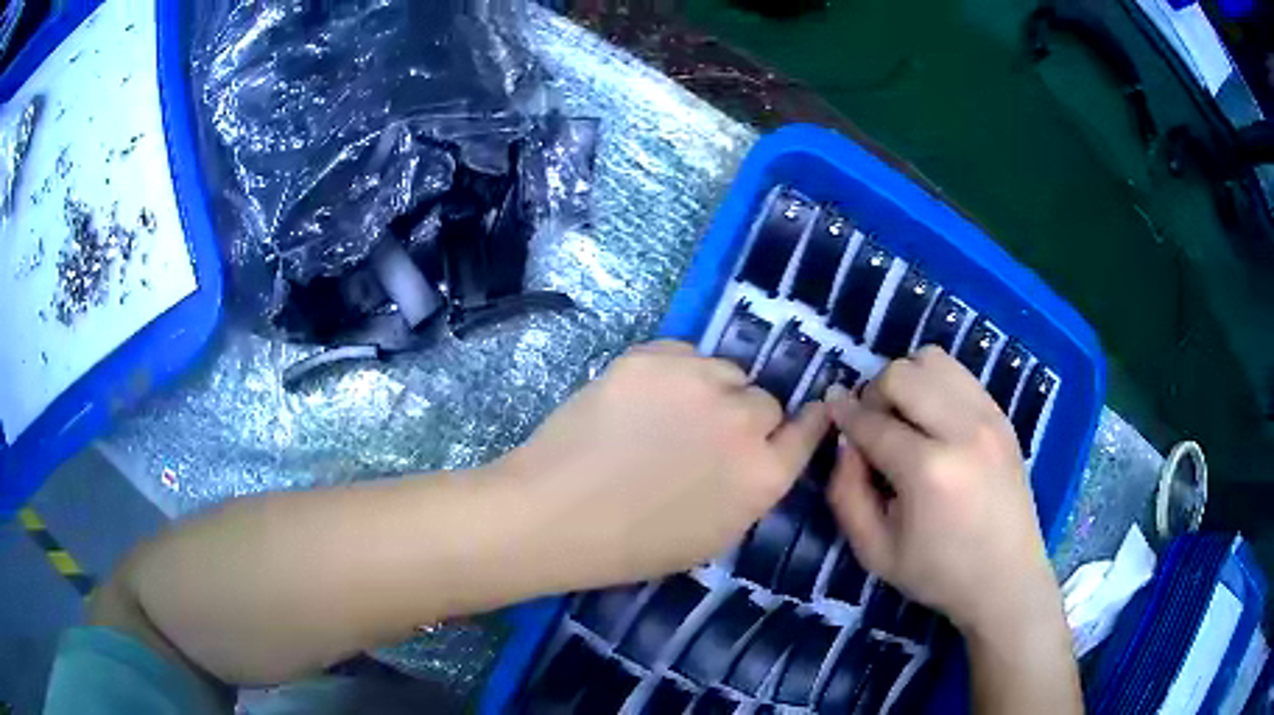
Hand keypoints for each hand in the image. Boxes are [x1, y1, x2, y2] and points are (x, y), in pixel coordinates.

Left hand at [500, 340, 828, 589]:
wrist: (555, 515)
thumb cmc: (634, 545)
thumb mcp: (715, 535)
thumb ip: (752, 489)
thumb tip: (763, 454)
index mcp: (764, 475)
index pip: (810, 429)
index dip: (807, 421)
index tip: (807, 414)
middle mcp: (743, 420)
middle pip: (766, 399)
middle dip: (744, 417)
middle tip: (704, 435)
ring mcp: (697, 381)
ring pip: (725, 371)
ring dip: (710, 390)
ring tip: (668, 415)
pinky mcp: (652, 357)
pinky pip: (683, 354)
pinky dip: (673, 372)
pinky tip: (642, 399)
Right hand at [825, 346, 1058, 640]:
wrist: (1007, 578)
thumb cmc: (938, 573)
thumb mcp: (874, 551)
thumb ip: (846, 493)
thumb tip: (845, 442)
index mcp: (928, 471)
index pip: (872, 422)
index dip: (844, 414)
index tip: (832, 412)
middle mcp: (962, 431)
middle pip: (902, 374)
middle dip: (875, 393)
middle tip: (873, 425)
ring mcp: (988, 417)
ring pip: (933, 359)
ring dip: (908, 380)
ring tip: (905, 417)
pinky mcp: (1002, 415)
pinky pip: (960, 374)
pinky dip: (936, 385)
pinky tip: (934, 420)